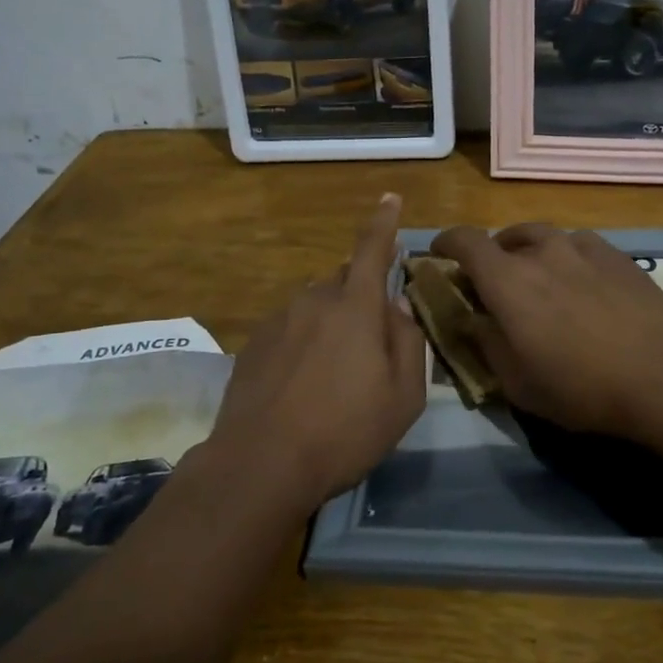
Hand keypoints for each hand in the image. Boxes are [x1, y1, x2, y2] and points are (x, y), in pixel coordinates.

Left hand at [209, 194, 426, 507]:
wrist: (260, 465)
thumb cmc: (344, 432)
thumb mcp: (403, 396)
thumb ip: (408, 342)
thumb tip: (398, 309)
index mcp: (356, 308)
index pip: (372, 250)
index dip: (384, 223)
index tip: (390, 197)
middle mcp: (315, 301)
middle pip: (345, 282)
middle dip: (362, 297)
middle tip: (371, 343)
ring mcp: (279, 320)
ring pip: (316, 307)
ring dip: (332, 324)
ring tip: (334, 375)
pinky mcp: (254, 344)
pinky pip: (290, 329)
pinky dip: (304, 343)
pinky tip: (302, 385)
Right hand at [430, 223, 662, 446]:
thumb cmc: (581, 385)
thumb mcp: (517, 382)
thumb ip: (486, 344)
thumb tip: (473, 320)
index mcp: (507, 279)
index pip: (465, 241)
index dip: (446, 242)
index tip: (439, 253)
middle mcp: (541, 251)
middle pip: (504, 237)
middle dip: (492, 254)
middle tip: (495, 282)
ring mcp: (582, 247)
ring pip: (544, 237)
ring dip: (530, 251)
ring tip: (538, 277)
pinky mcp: (616, 255)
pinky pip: (578, 245)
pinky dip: (567, 257)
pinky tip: (581, 282)